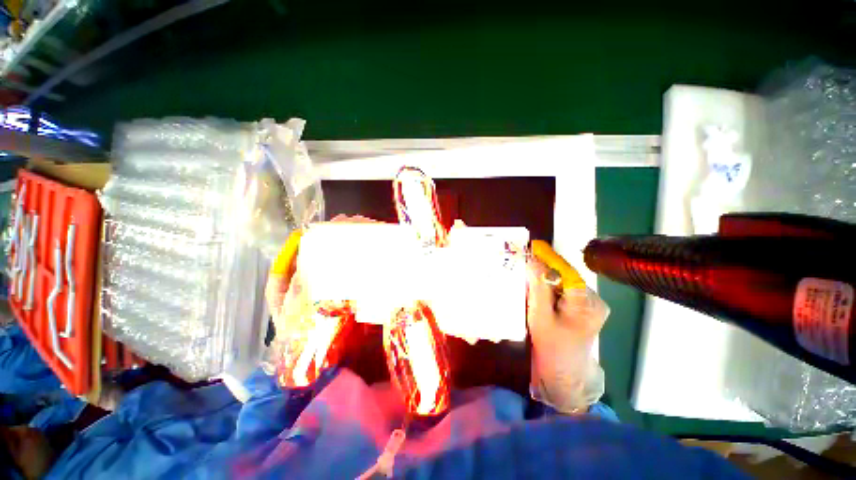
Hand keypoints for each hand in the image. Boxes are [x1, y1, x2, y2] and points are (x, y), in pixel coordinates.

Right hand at [526, 256, 608, 413]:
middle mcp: (595, 300)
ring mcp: (593, 303)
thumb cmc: (551, 345)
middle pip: (566, 276)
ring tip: (530, 281)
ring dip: (548, 279)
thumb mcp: (540, 315)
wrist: (564, 370)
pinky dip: (552, 287)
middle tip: (526, 266)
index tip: (533, 246)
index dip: (549, 258)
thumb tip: (533, 260)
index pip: (566, 272)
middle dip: (545, 270)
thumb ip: (538, 287)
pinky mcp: (587, 306)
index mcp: (586, 304)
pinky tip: (541, 292)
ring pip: (565, 282)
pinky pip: (566, 289)